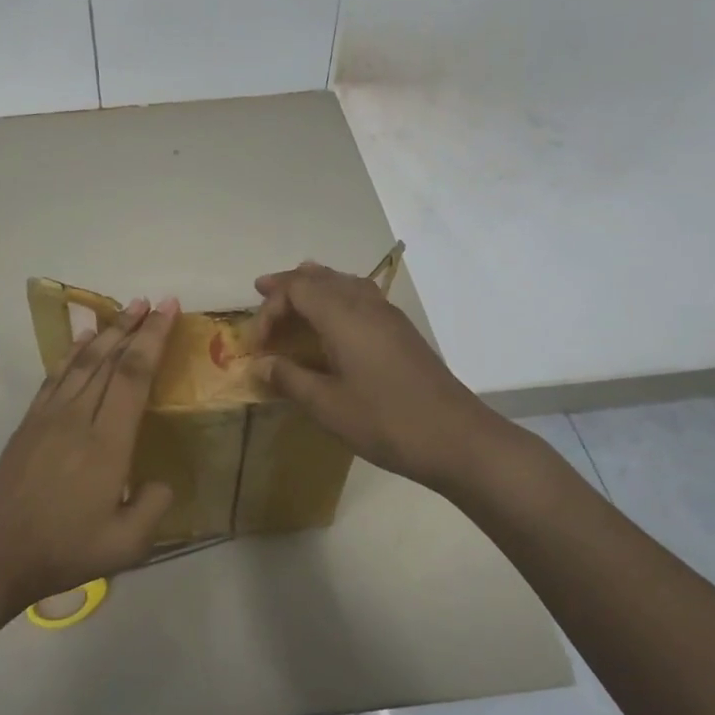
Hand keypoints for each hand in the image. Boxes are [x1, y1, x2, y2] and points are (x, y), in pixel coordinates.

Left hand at [0, 297, 179, 611]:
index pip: (133, 376)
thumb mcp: (126, 546)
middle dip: (134, 327)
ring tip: (126, 310)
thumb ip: (154, 507)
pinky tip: (83, 340)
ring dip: (106, 332)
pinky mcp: (29, 423)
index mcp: (107, 444)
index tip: (168, 311)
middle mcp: (78, 419)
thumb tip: (162, 480)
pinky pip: (55, 376)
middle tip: (153, 301)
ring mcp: (48, 417)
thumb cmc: (64, 551)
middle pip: (109, 360)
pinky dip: (72, 353)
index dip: (153, 340)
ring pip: (81, 362)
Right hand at [247, 262, 495, 493]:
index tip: (257, 344)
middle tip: (262, 293)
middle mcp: (365, 304)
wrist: (457, 438)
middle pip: (320, 277)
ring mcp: (388, 315)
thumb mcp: (327, 405)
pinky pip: (361, 296)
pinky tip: (333, 323)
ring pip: (344, 282)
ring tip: (294, 299)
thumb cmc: (386, 421)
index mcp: (343, 316)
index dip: (270, 309)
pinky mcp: (401, 331)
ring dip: (314, 287)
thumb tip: (259, 365)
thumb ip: (289, 379)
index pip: (297, 289)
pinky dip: (337, 298)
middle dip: (289, 284)